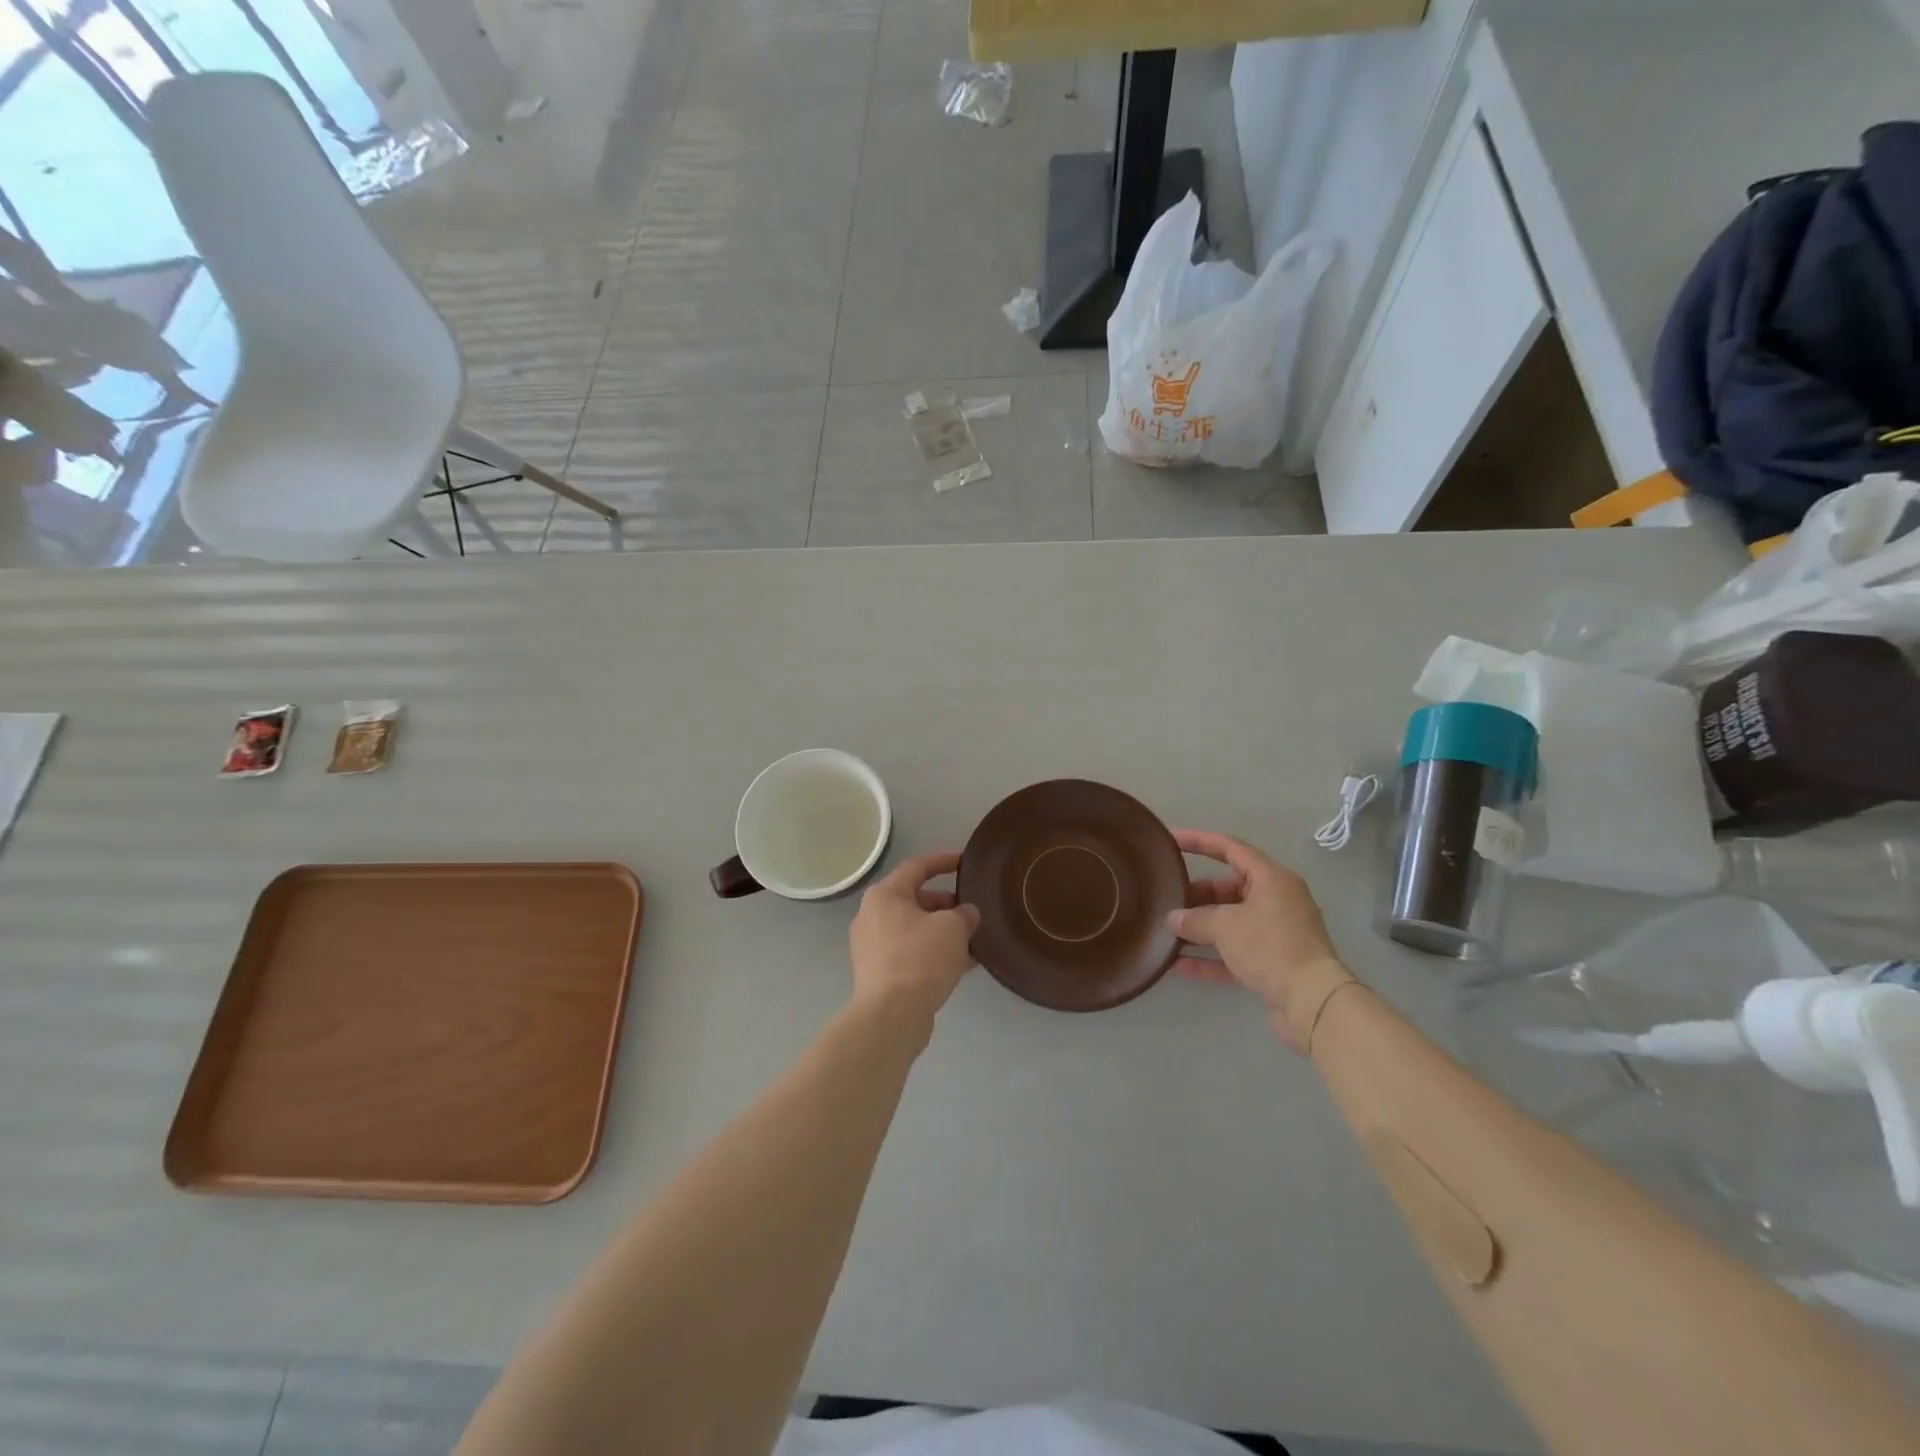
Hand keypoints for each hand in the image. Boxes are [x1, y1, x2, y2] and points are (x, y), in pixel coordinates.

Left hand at [849, 851, 980, 1021]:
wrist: (891, 1015)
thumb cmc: (921, 958)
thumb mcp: (953, 928)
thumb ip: (964, 914)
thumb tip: (966, 914)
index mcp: (885, 895)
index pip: (917, 866)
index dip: (943, 860)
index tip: (964, 861)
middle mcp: (871, 915)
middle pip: (914, 899)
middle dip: (946, 904)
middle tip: (971, 912)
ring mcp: (871, 946)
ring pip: (913, 928)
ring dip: (941, 931)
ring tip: (971, 940)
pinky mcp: (876, 972)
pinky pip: (909, 952)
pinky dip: (931, 952)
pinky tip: (959, 965)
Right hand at [1168, 830, 1347, 1046]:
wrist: (1313, 1002)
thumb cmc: (1270, 947)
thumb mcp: (1226, 926)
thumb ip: (1195, 919)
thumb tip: (1173, 919)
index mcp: (1272, 879)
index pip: (1231, 849)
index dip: (1200, 841)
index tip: (1172, 839)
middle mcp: (1277, 901)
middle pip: (1229, 888)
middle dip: (1197, 894)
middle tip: (1167, 897)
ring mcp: (1276, 934)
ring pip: (1231, 922)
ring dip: (1201, 927)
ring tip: (1168, 929)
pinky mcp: (1274, 964)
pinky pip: (1235, 953)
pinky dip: (1210, 957)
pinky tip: (1179, 965)